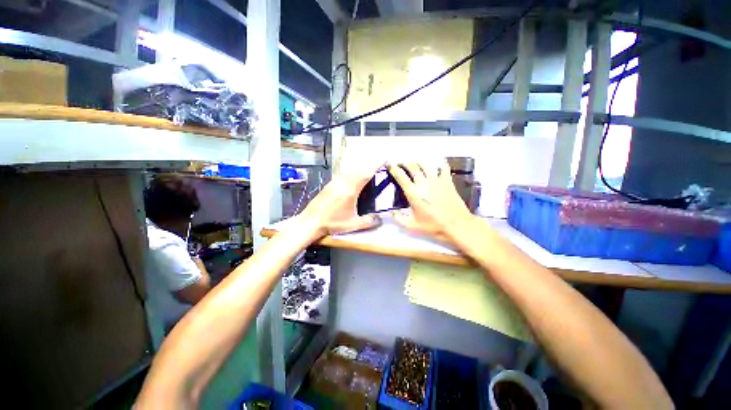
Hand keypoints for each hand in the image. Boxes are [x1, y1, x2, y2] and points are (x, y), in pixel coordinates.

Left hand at [297, 159, 382, 237]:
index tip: (384, 160)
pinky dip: (351, 173)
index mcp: (350, 190)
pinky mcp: (329, 185)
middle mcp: (342, 182)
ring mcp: (334, 182)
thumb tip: (379, 219)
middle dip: (369, 166)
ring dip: (359, 169)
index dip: (375, 166)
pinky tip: (352, 179)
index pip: (365, 174)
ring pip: (349, 171)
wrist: (311, 222)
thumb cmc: (332, 223)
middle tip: (378, 167)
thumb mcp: (352, 224)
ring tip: (367, 172)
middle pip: (358, 170)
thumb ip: (368, 221)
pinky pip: (343, 175)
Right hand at [388, 161, 473, 241]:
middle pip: (412, 166)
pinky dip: (438, 162)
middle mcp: (423, 183)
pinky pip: (443, 166)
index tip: (390, 165)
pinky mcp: (447, 180)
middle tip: (401, 163)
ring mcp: (436, 180)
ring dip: (418, 161)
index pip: (401, 176)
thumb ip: (399, 218)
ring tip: (414, 162)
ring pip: (425, 164)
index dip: (394, 169)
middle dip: (405, 162)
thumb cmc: (433, 225)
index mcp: (413, 193)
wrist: (456, 224)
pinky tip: (435, 162)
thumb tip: (390, 212)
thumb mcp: (412, 225)